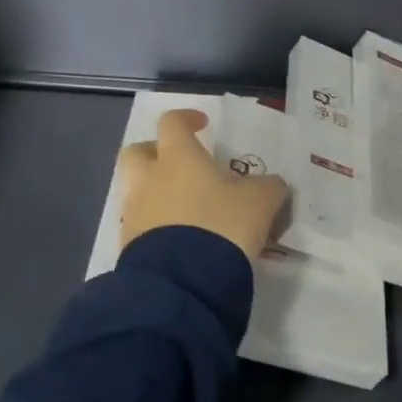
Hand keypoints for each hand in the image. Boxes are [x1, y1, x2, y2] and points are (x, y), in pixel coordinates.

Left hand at [119, 108, 287, 261]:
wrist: (184, 283)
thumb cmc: (222, 225)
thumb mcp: (261, 202)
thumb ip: (269, 187)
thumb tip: (272, 185)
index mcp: (178, 157)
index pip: (172, 122)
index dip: (187, 119)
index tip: (203, 125)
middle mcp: (149, 179)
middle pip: (137, 152)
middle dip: (156, 153)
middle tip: (181, 164)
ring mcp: (134, 213)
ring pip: (138, 191)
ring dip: (158, 193)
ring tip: (189, 209)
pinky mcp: (129, 246)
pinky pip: (142, 225)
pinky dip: (158, 225)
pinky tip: (183, 239)